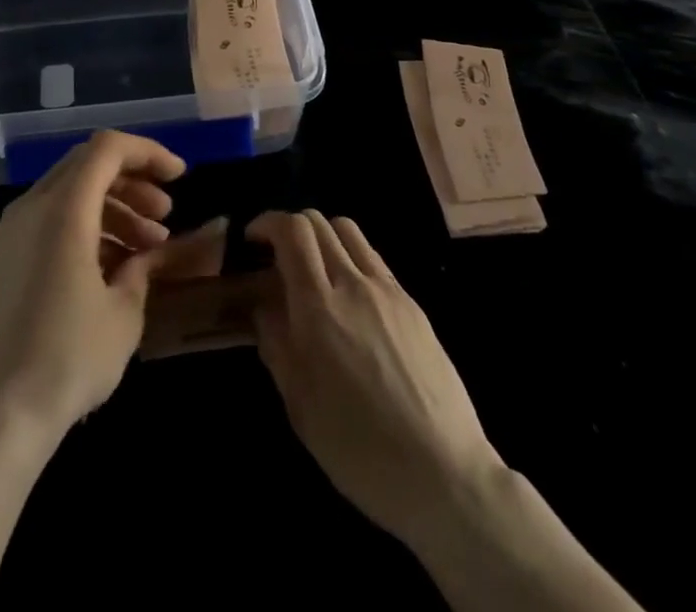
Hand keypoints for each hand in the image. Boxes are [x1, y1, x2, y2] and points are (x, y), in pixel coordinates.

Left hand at [0, 131, 221, 442]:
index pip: (108, 148)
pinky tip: (110, 267)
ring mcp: (11, 232)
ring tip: (147, 247)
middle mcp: (32, 207)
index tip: (180, 177)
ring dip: (112, 208)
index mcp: (63, 209)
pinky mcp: (2, 259)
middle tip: (165, 215)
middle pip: (87, 165)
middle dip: (132, 181)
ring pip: (69, 193)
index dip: (148, 153)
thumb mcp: (124, 312)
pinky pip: (49, 221)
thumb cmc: (69, 358)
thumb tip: (150, 252)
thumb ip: (143, 266)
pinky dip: (85, 227)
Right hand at [248, 210, 502, 545]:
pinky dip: (350, 256)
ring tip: (313, 268)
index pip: (293, 231)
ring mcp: (387, 290)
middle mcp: (353, 284)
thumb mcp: (300, 406)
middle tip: (277, 255)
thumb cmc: (359, 448)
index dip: (268, 222)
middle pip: (319, 221)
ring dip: (322, 235)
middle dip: (290, 227)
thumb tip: (265, 309)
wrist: (444, 473)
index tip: (252, 239)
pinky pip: (373, 258)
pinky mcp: (411, 303)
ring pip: (348, 230)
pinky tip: (348, 295)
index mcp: (319, 308)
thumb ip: (277, 346)